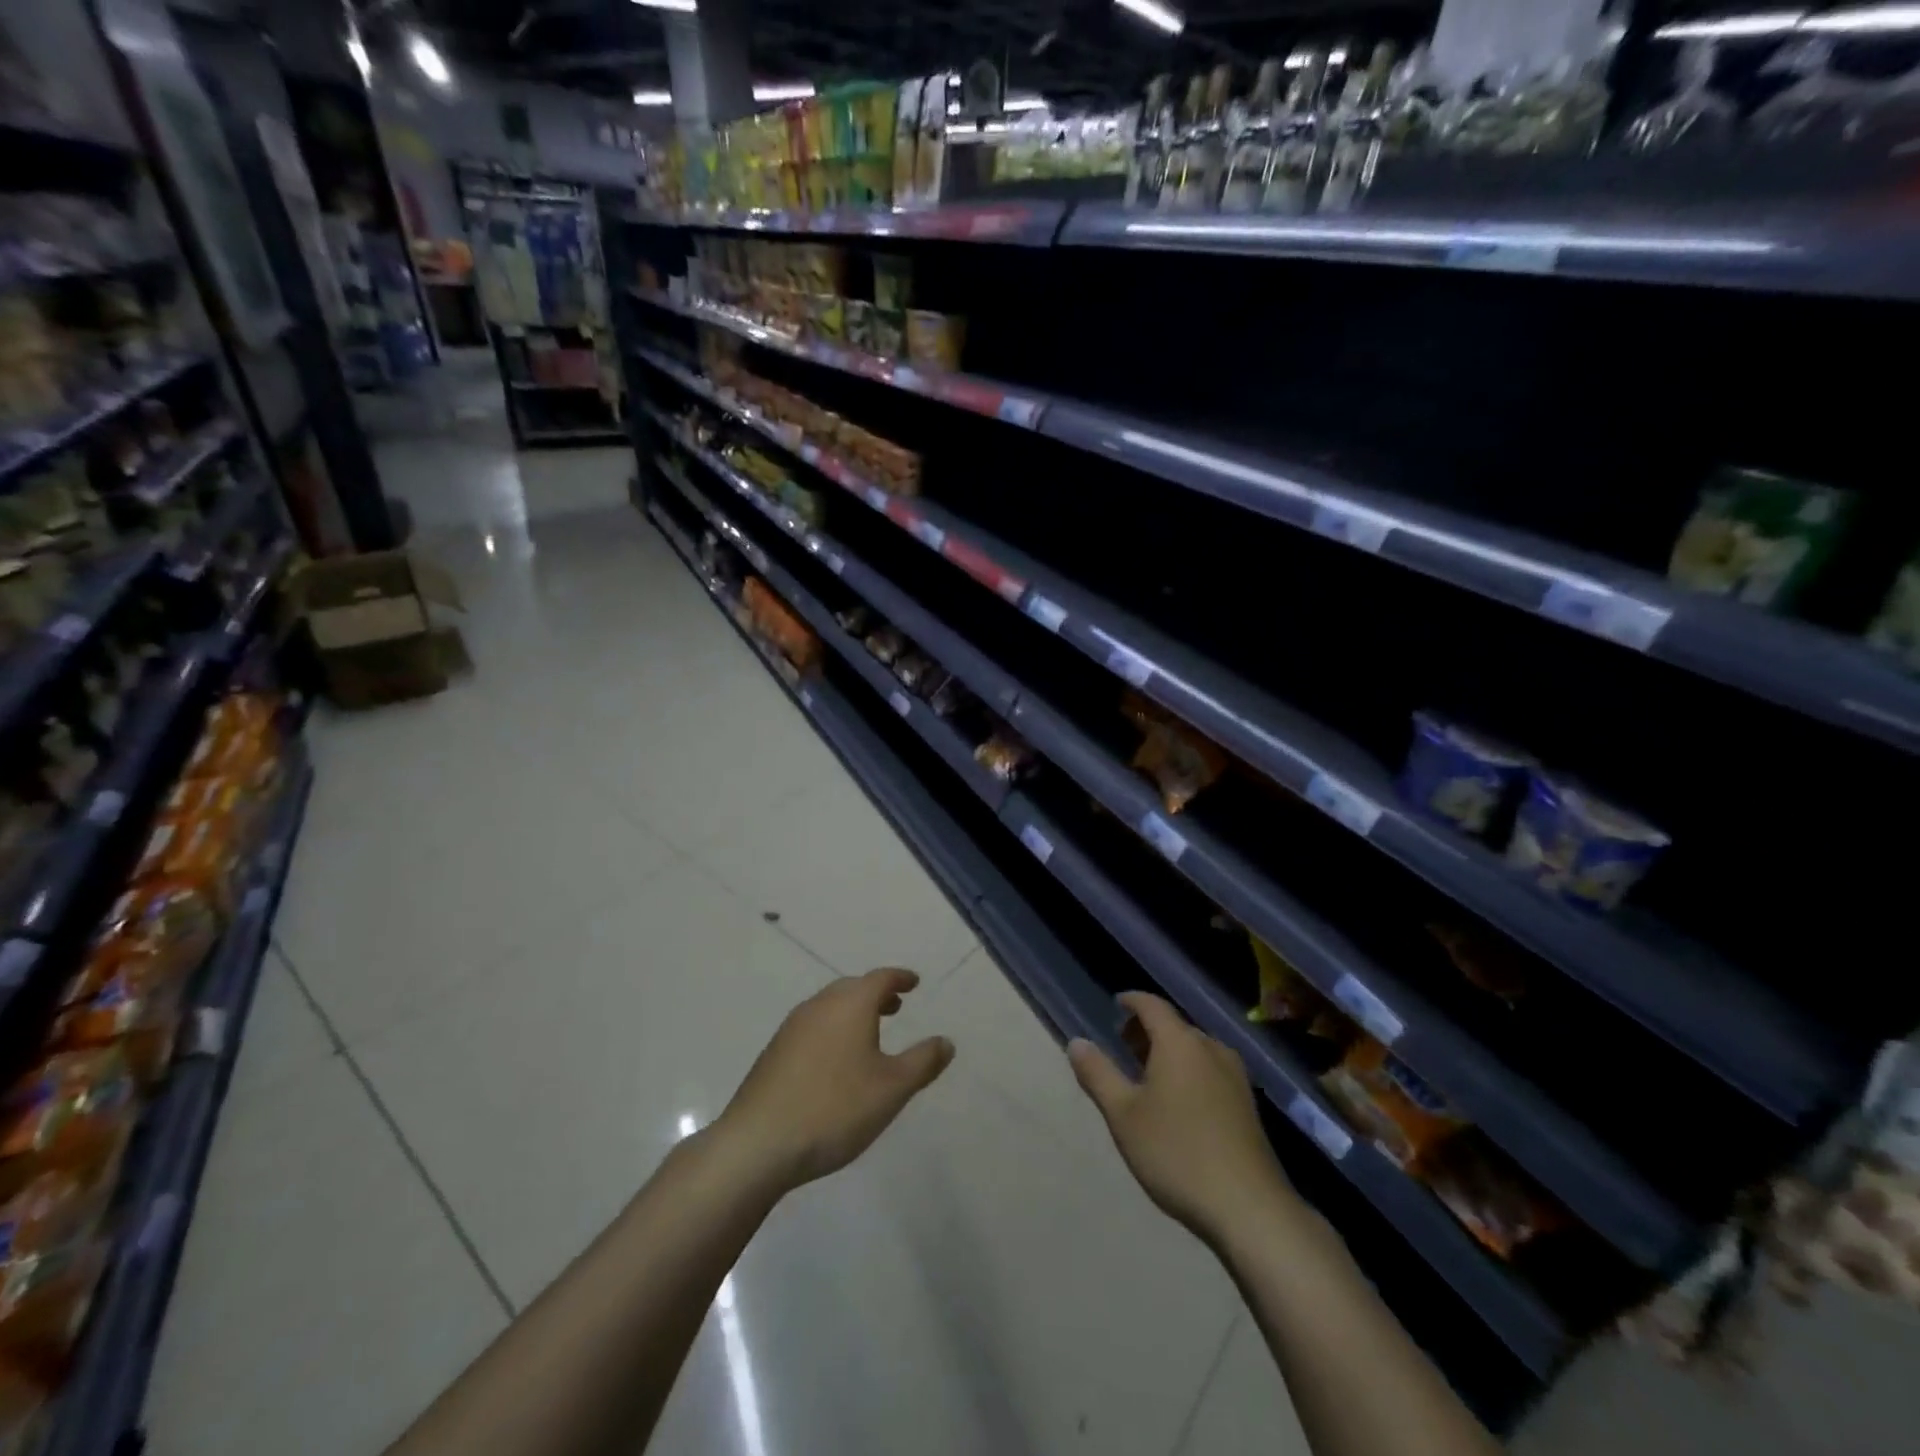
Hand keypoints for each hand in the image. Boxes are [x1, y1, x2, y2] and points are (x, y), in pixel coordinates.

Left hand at [717, 968, 954, 1191]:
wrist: (758, 1143)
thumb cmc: (834, 1109)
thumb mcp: (892, 1089)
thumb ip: (923, 1062)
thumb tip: (946, 1041)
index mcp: (850, 1004)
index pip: (880, 978)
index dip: (900, 978)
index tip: (914, 982)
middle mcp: (820, 1005)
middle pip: (852, 988)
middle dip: (876, 994)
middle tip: (896, 1006)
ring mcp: (792, 1027)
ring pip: (830, 1007)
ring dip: (853, 1012)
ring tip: (869, 1033)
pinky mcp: (774, 1052)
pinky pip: (813, 1027)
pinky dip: (833, 1029)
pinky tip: (835, 1061)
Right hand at [1069, 993, 1293, 1241]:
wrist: (1249, 1208)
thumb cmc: (1177, 1153)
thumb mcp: (1123, 1115)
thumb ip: (1098, 1074)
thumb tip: (1076, 1042)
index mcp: (1180, 1043)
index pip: (1152, 1005)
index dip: (1132, 1001)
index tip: (1116, 1004)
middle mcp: (1211, 1048)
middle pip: (1175, 1025)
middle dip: (1148, 1030)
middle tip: (1124, 1046)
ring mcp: (1235, 1076)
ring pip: (1195, 1048)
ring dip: (1169, 1051)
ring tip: (1147, 1075)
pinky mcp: (1248, 1104)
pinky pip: (1210, 1069)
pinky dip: (1188, 1070)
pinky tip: (1178, 1102)